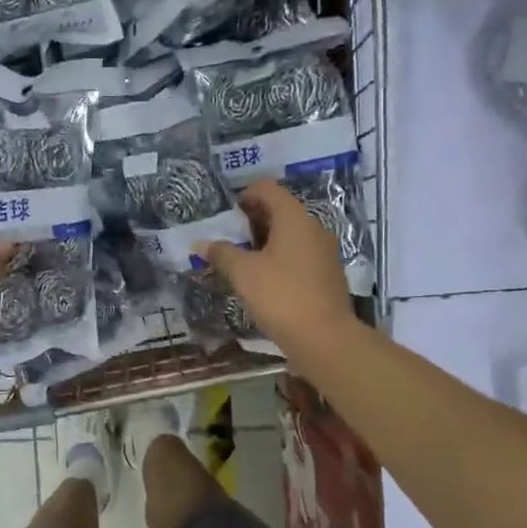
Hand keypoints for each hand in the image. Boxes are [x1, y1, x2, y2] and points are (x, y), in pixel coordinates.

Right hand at [195, 179, 358, 371]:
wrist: (324, 338)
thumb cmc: (281, 296)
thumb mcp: (243, 273)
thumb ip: (221, 253)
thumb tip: (200, 243)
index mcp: (294, 218)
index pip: (268, 189)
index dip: (245, 195)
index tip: (226, 216)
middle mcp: (313, 228)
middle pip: (280, 210)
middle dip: (252, 220)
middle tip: (229, 240)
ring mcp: (324, 252)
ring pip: (290, 234)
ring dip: (265, 241)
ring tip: (242, 261)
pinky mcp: (326, 274)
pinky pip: (299, 254)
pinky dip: (279, 258)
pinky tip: (263, 280)